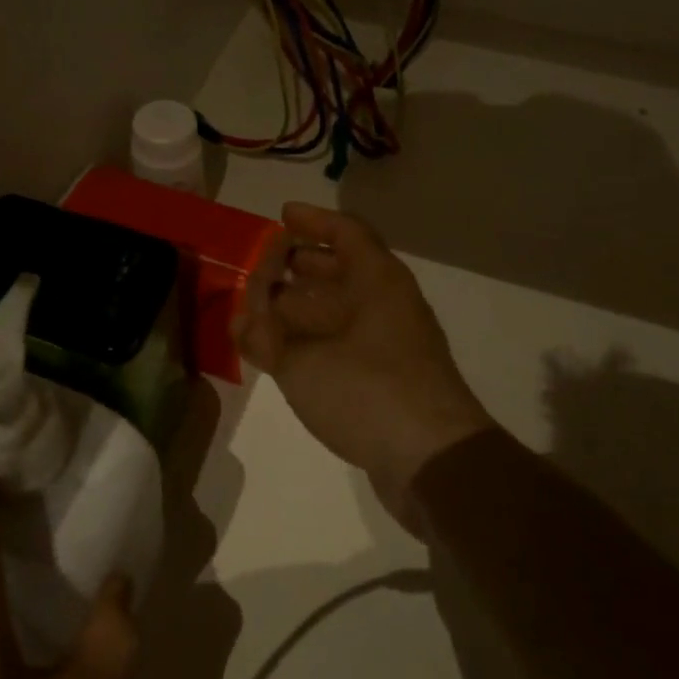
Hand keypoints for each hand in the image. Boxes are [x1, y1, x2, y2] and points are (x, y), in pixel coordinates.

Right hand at [232, 203, 493, 534]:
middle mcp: (387, 304)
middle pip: (341, 270)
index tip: (281, 216)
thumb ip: (266, 338)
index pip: (346, 232)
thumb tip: (244, 323)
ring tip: (260, 312)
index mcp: (377, 281)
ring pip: (341, 309)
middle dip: (299, 265)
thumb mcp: (303, 361)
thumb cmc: (368, 390)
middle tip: (261, 267)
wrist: (434, 461)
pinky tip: (282, 355)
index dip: (313, 221)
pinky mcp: (387, 379)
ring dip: (301, 307)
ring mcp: (391, 343)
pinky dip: (312, 340)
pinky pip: (343, 342)